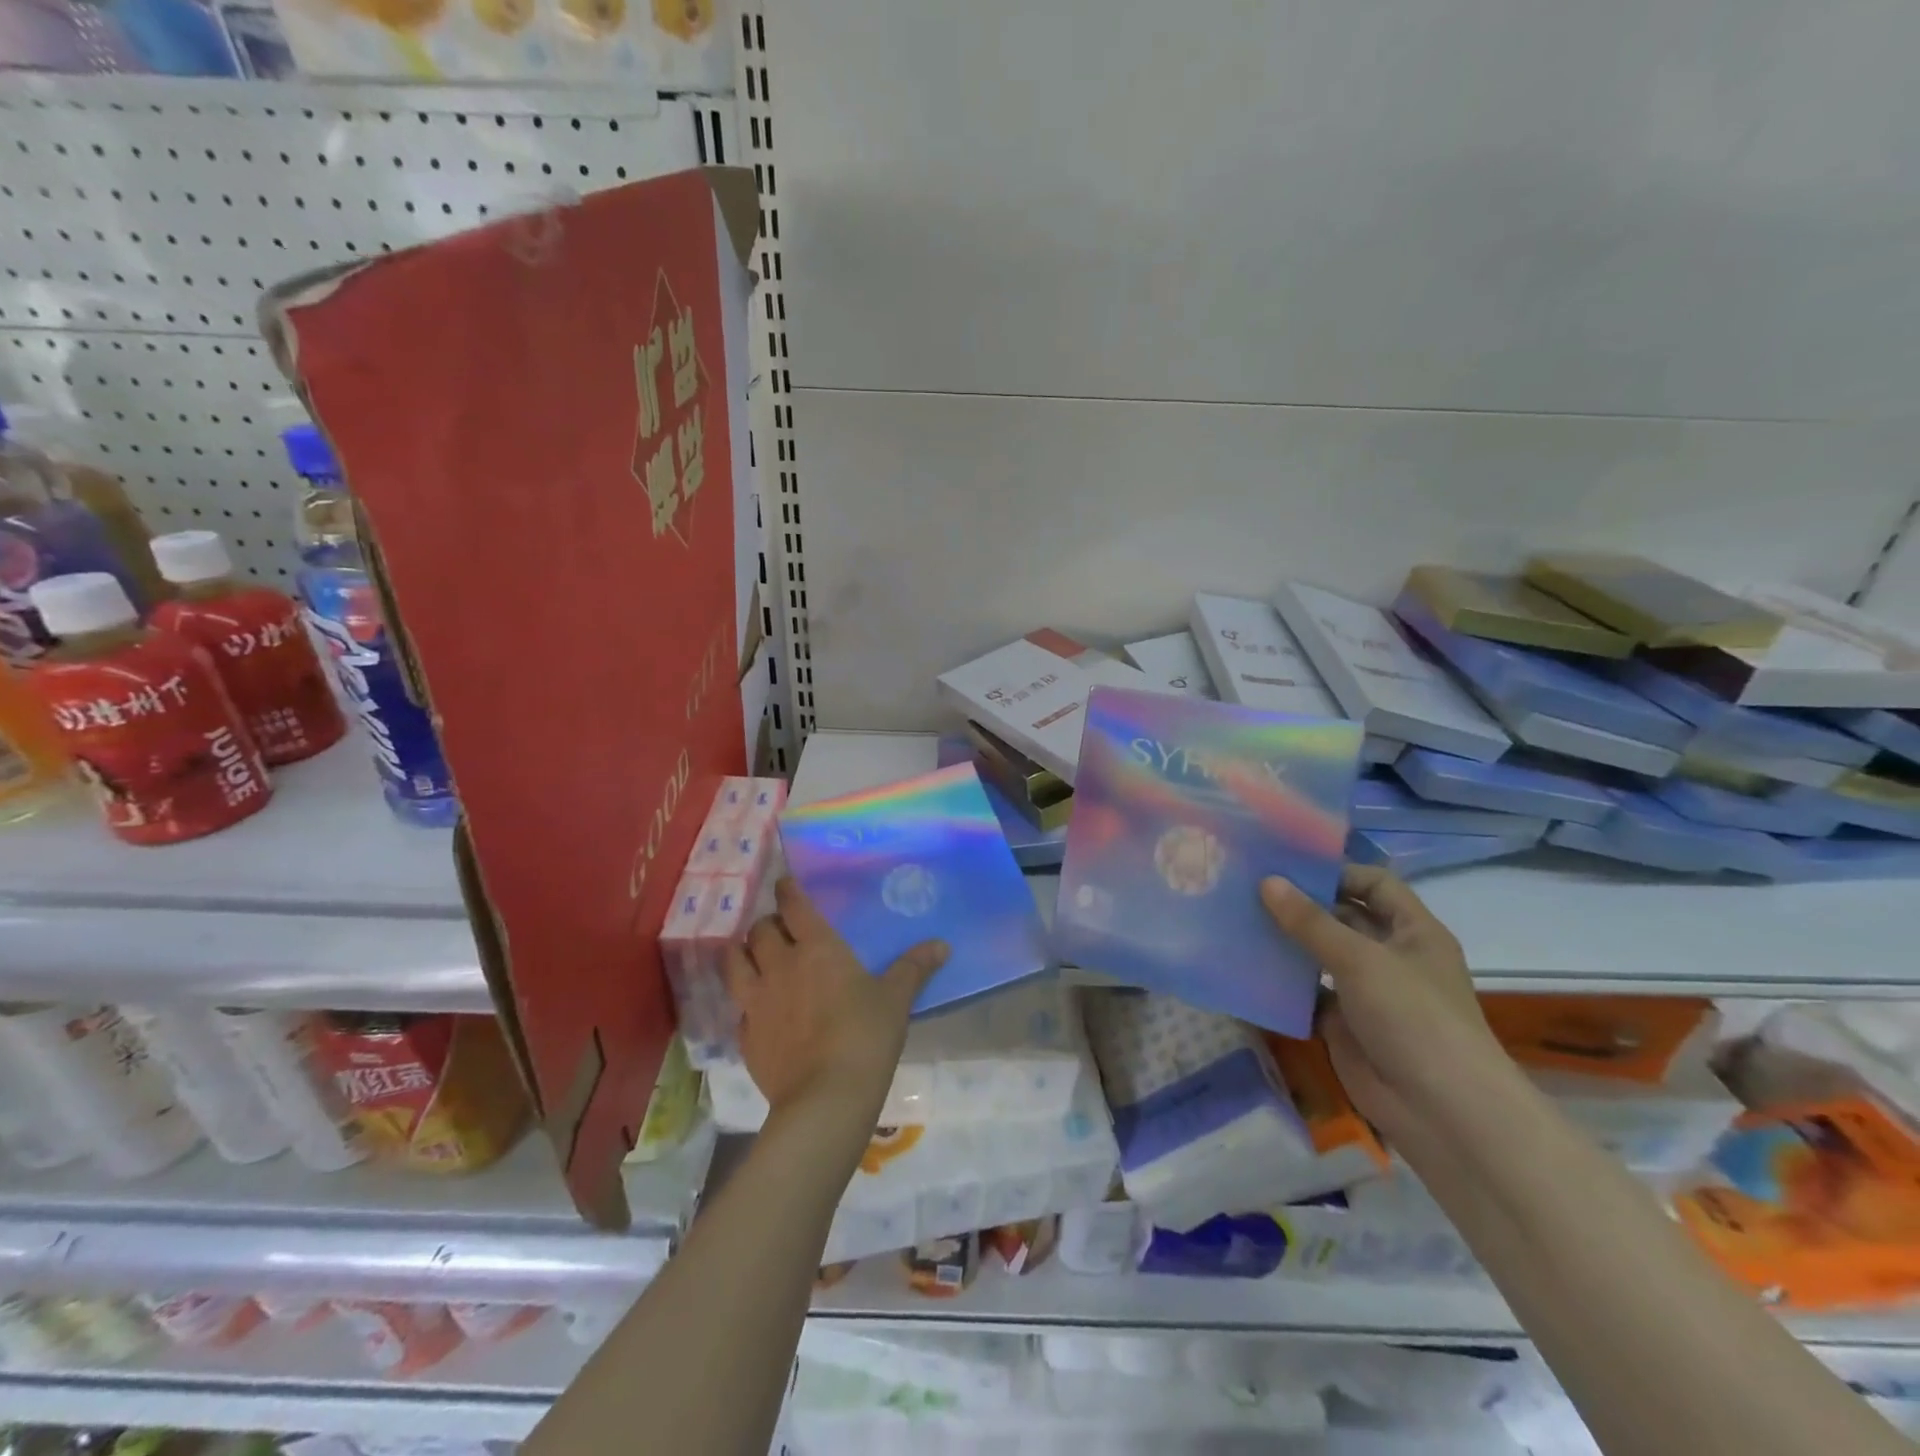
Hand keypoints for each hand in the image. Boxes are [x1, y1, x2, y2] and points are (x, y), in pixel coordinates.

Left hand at [724, 877, 948, 1124]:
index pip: (793, 905)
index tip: (785, 884)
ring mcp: (756, 1001)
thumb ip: (914, 968)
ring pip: (734, 962)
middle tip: (781, 929)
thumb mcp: (896, 999)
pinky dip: (746, 1000)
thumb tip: (942, 945)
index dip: (788, 891)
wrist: (825, 1098)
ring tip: (754, 957)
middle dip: (768, 924)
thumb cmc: (865, 1036)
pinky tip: (758, 1009)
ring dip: (742, 953)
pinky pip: (739, 1007)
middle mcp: (779, 965)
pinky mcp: (745, 1035)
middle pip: (759, 930)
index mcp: (816, 948)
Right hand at [1260, 865, 1505, 1137]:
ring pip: (1321, 955)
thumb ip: (1310, 922)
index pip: (1374, 883)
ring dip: (1287, 941)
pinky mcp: (1344, 1024)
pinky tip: (1247, 967)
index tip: (1286, 866)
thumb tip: (1266, 881)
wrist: (1441, 1111)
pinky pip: (1308, 993)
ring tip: (1239, 920)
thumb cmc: (1414, 1017)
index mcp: (1412, 931)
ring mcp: (1367, 992)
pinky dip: (1282, 983)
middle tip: (1249, 888)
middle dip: (1302, 904)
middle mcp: (1391, 955)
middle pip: (1343, 917)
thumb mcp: (1360, 959)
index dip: (1336, 871)